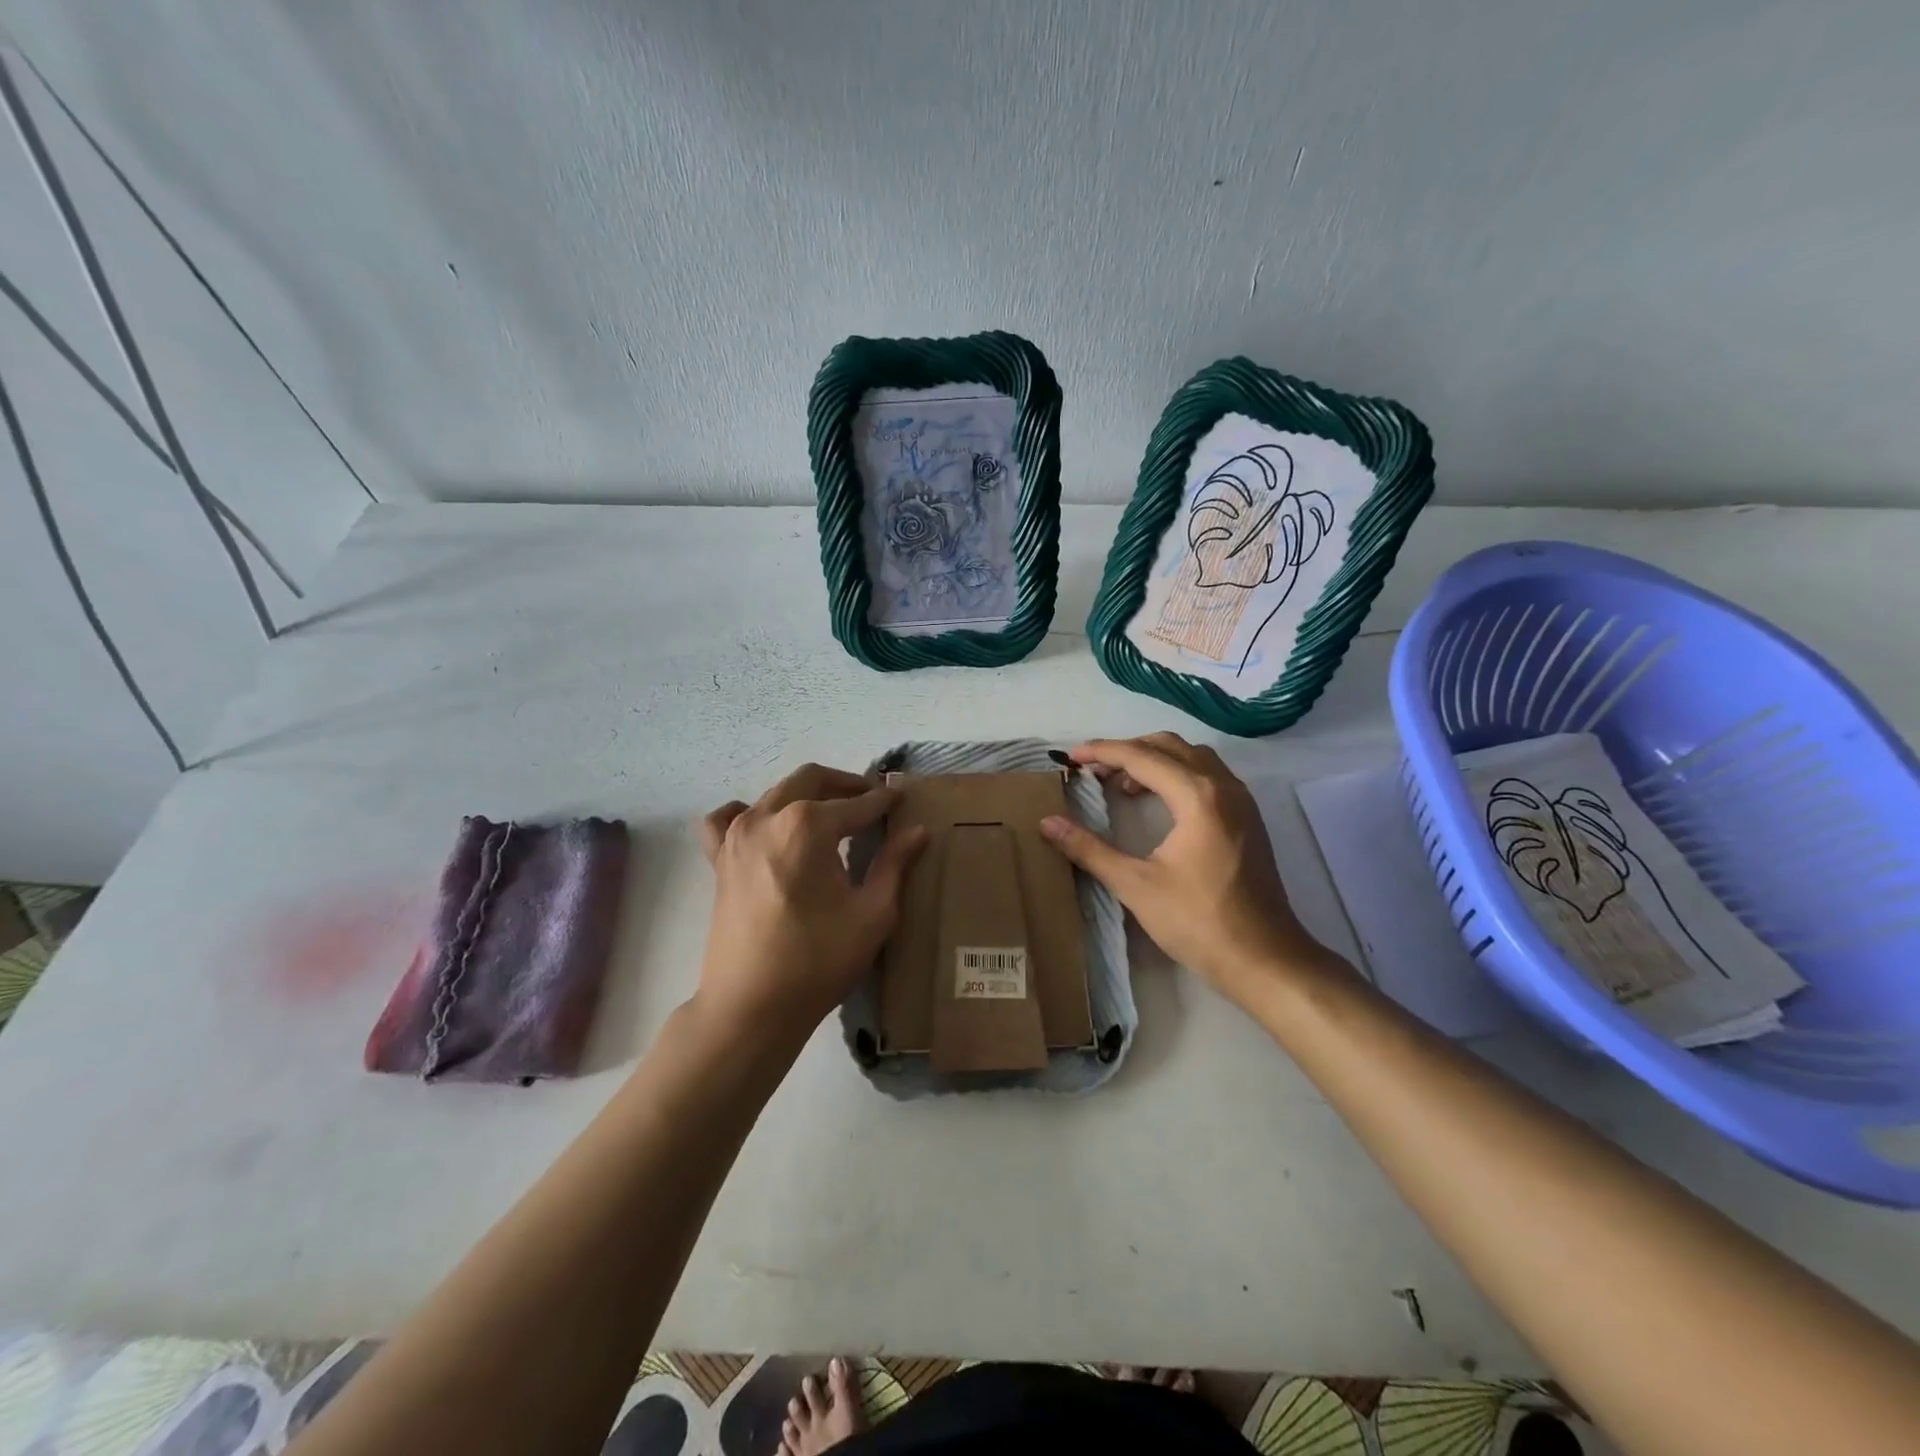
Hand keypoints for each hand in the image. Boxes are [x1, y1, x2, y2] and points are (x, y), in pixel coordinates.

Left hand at [696, 763, 927, 1045]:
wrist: (751, 1007)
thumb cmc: (818, 962)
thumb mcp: (872, 914)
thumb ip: (894, 864)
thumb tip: (918, 831)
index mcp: (807, 826)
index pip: (856, 804)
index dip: (883, 802)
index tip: (902, 799)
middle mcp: (768, 817)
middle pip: (812, 780)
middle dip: (846, 785)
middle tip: (872, 801)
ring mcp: (736, 835)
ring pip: (776, 793)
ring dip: (807, 794)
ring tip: (831, 815)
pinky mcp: (719, 859)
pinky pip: (727, 819)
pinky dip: (749, 813)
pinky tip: (767, 828)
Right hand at [1039, 733, 1331, 1005]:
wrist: (1265, 959)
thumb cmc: (1199, 922)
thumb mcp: (1135, 885)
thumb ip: (1089, 850)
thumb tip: (1047, 823)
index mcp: (1197, 796)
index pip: (1141, 756)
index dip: (1102, 752)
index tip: (1070, 758)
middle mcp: (1223, 786)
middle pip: (1169, 746)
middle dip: (1128, 751)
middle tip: (1094, 771)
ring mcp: (1241, 801)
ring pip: (1192, 758)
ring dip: (1155, 761)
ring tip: (1122, 785)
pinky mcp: (1248, 819)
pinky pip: (1208, 776)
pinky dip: (1177, 775)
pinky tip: (1158, 803)